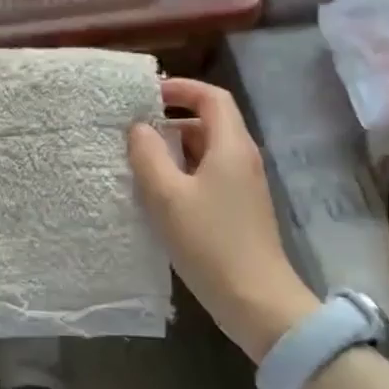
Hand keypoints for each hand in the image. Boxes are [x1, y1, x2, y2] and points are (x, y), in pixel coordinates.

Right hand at [128, 78, 318, 360]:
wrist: (255, 300)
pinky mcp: (237, 210)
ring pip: (205, 152)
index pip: (212, 98)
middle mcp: (242, 159)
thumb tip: (139, 128)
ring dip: (173, 150)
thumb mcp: (167, 195)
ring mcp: (242, 186)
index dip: (181, 89)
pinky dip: (181, 173)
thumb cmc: (209, 241)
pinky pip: (207, 176)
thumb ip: (148, 155)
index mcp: (231, 146)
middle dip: (170, 121)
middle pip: (208, 124)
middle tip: (132, 131)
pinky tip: (156, 194)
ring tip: (137, 161)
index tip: (147, 94)